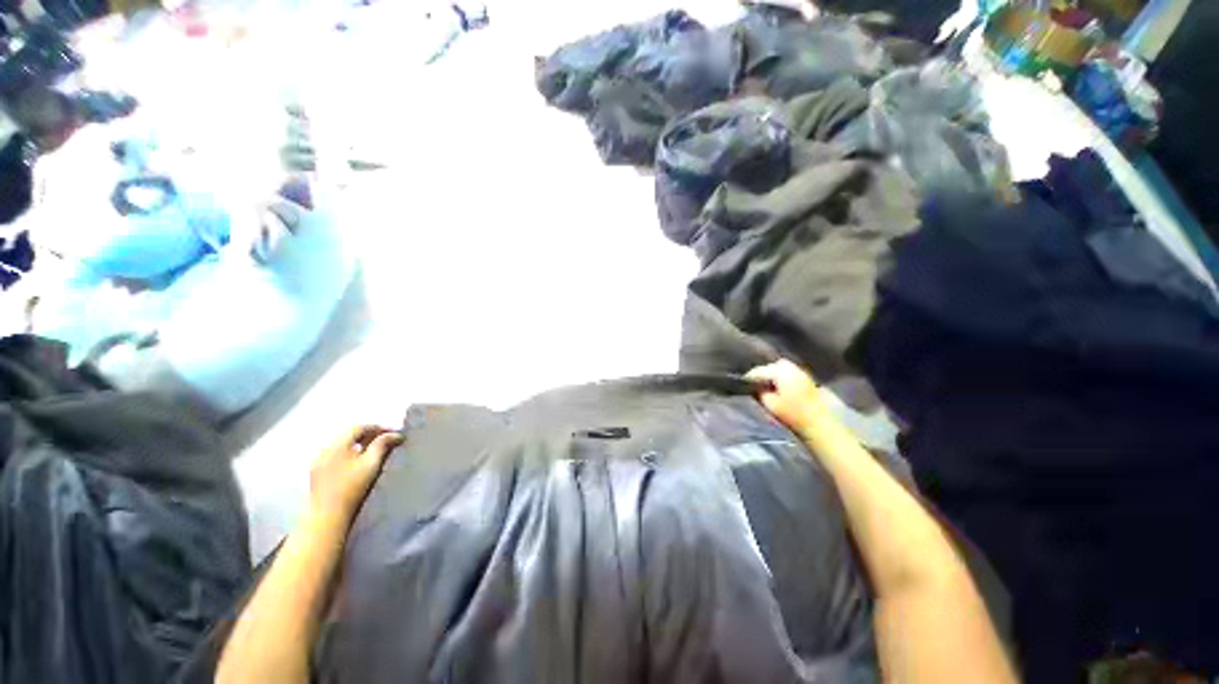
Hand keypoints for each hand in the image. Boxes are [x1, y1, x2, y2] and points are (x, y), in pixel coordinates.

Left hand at [309, 426, 403, 527]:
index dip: (379, 427)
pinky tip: (357, 462)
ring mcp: (318, 461)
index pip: (360, 427)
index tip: (394, 433)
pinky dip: (349, 453)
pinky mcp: (317, 472)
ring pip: (342, 444)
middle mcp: (325, 449)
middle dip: (369, 435)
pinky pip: (335, 454)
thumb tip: (396, 434)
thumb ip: (383, 445)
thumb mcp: (371, 464)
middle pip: (349, 434)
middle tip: (386, 440)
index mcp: (337, 444)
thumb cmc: (352, 488)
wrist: (327, 515)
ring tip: (374, 450)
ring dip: (359, 444)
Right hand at [746, 359, 829, 434]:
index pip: (758, 370)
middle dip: (762, 373)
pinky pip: (790, 372)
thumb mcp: (770, 404)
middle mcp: (791, 367)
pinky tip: (780, 387)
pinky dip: (783, 377)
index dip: (749, 377)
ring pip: (781, 368)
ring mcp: (800, 372)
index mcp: (780, 371)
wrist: (819, 422)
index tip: (743, 384)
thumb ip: (759, 392)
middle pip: (770, 366)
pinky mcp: (807, 378)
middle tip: (756, 384)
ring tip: (767, 386)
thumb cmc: (792, 413)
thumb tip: (753, 385)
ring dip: (773, 374)